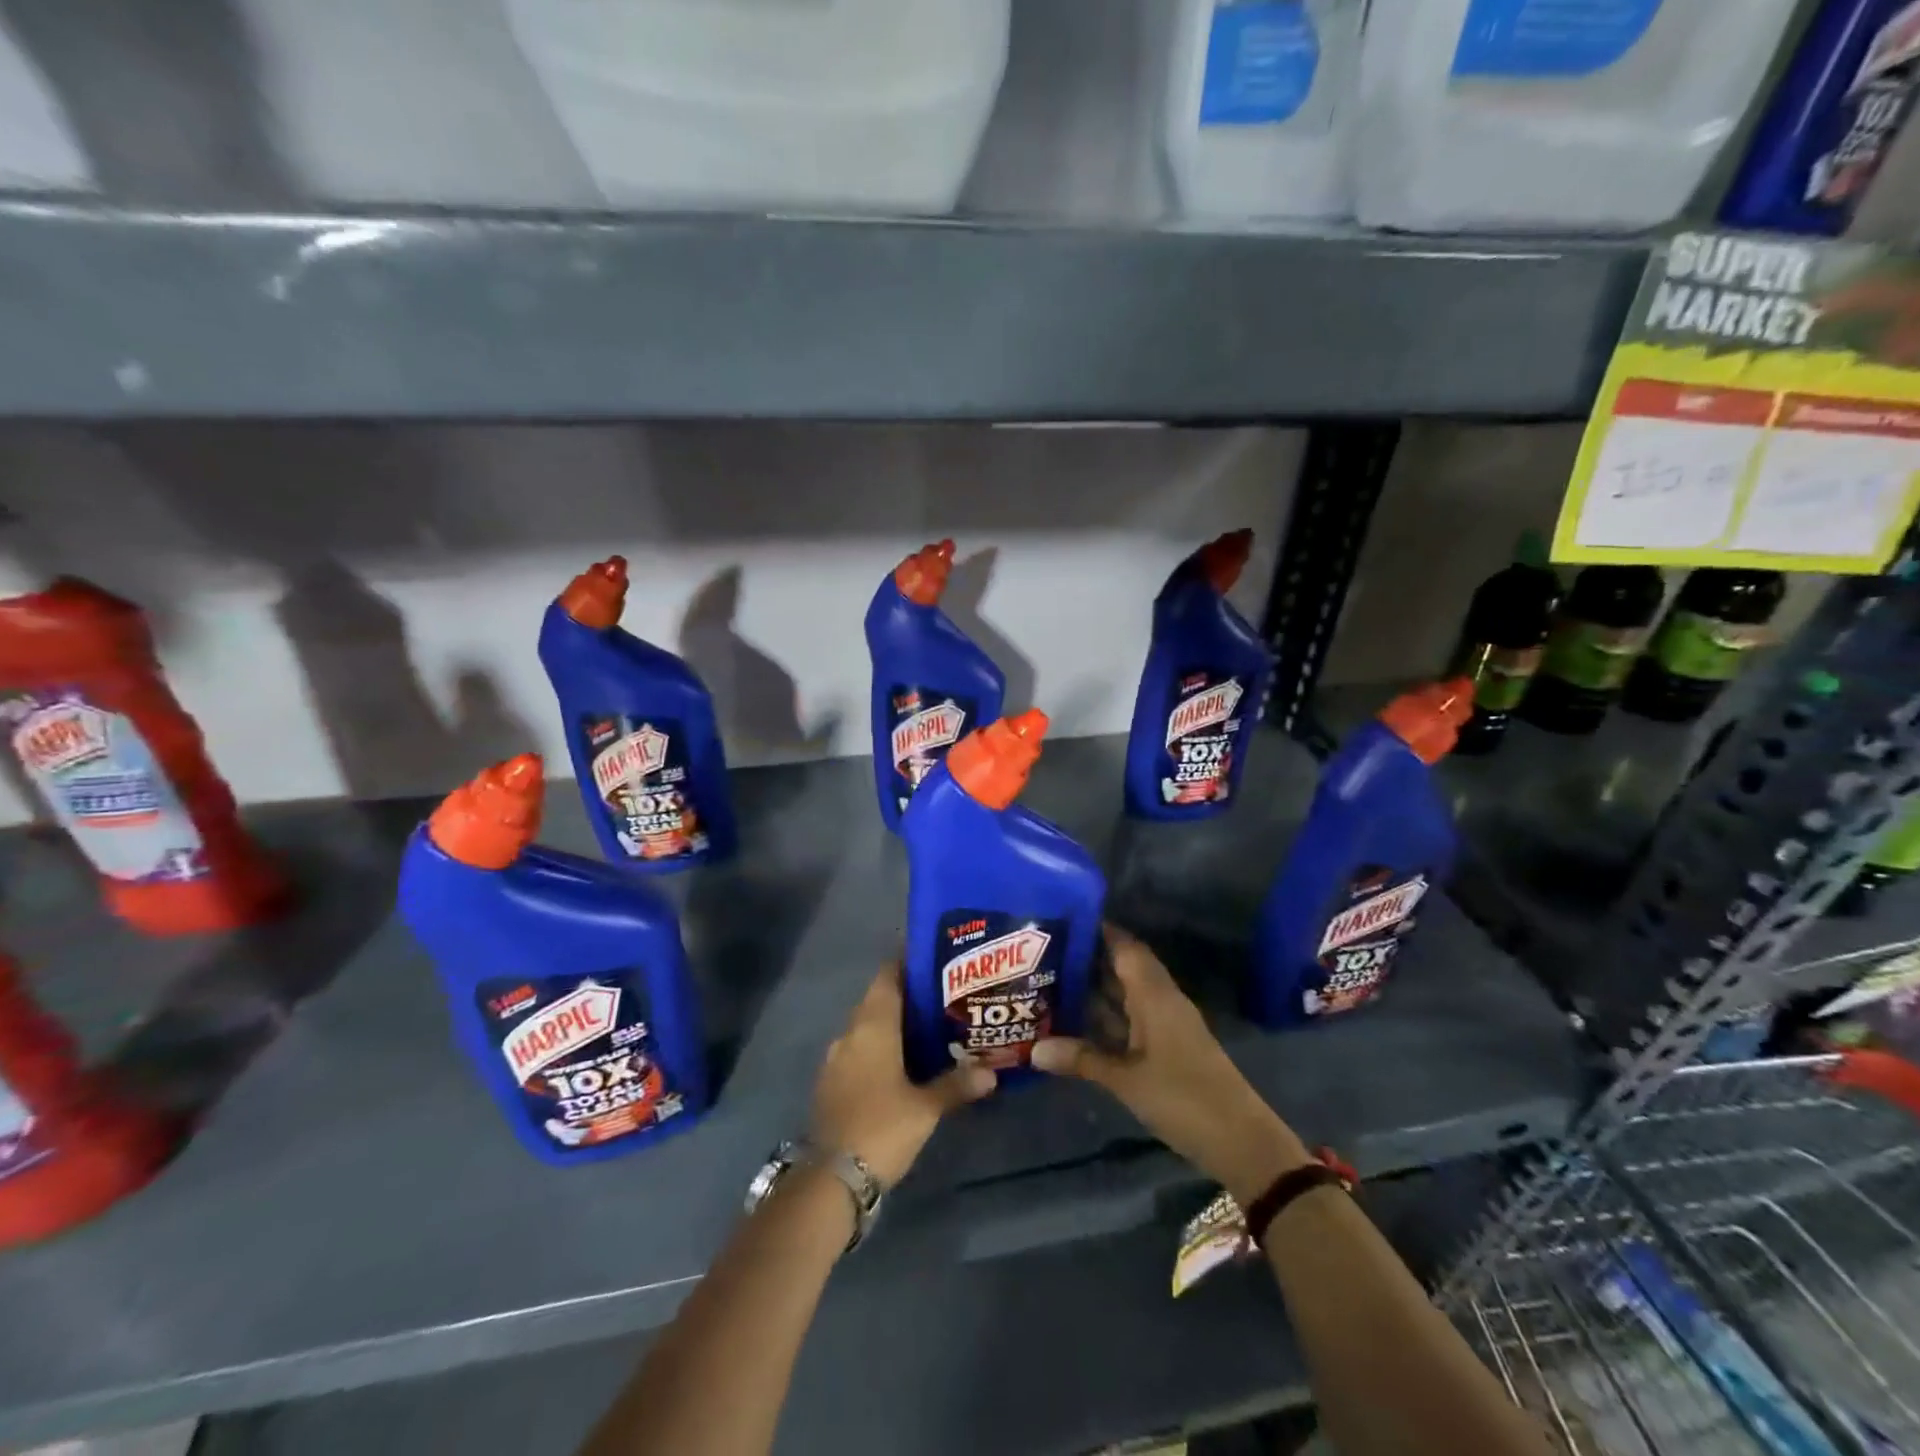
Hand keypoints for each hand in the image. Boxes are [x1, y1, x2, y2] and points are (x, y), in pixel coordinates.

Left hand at [811, 965, 995, 1187]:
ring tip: (932, 1026)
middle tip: (945, 995)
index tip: (936, 959)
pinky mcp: (832, 1082)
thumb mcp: (925, 1107)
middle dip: (909, 995)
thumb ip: (957, 1084)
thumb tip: (992, 1072)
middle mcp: (851, 1032)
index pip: (888, 976)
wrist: (829, 1178)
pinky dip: (881, 1047)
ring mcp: (837, 1058)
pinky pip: (860, 1050)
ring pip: (869, 1026)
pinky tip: (905, 1062)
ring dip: (894, 1023)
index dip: (908, 963)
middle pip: (879, 999)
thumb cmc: (881, 1127)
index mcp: (872, 1025)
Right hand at [1031, 926, 1308, 1203]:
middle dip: (1089, 958)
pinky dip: (1109, 1015)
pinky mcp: (1169, 1046)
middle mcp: (1162, 1000)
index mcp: (1155, 995)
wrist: (1241, 1141)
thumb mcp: (1126, 1080)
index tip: (1062, 920)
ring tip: (1052, 981)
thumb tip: (1033, 1049)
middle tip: (1046, 952)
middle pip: (1124, 967)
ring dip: (1096, 988)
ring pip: (1127, 994)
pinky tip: (1080, 1022)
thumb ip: (1082, 1059)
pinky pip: (1133, 1017)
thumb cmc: (1183, 1098)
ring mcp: (1167, 1024)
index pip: (1125, 947)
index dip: (1098, 931)